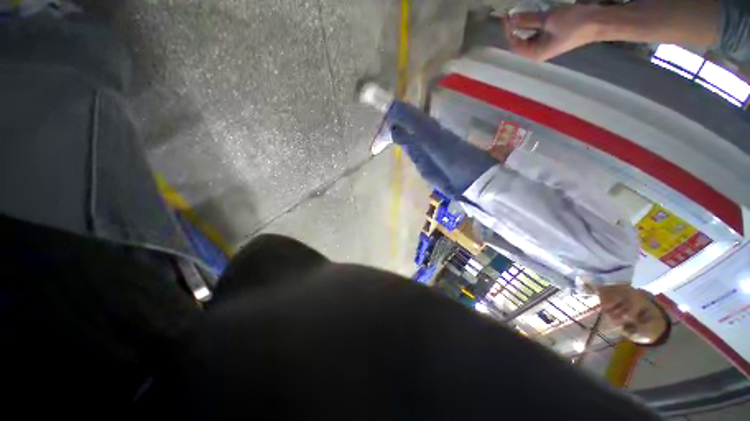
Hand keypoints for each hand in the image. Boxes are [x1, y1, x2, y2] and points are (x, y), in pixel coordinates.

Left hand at [503, 5, 599, 61]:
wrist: (598, 22)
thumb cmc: (574, 23)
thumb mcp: (549, 20)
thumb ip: (529, 20)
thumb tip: (513, 19)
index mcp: (535, 53)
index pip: (515, 44)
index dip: (509, 31)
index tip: (507, 17)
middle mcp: (538, 52)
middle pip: (520, 41)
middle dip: (515, 28)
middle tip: (511, 13)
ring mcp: (545, 45)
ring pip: (528, 36)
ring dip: (523, 24)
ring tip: (519, 12)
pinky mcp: (552, 38)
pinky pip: (537, 32)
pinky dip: (532, 23)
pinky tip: (531, 14)